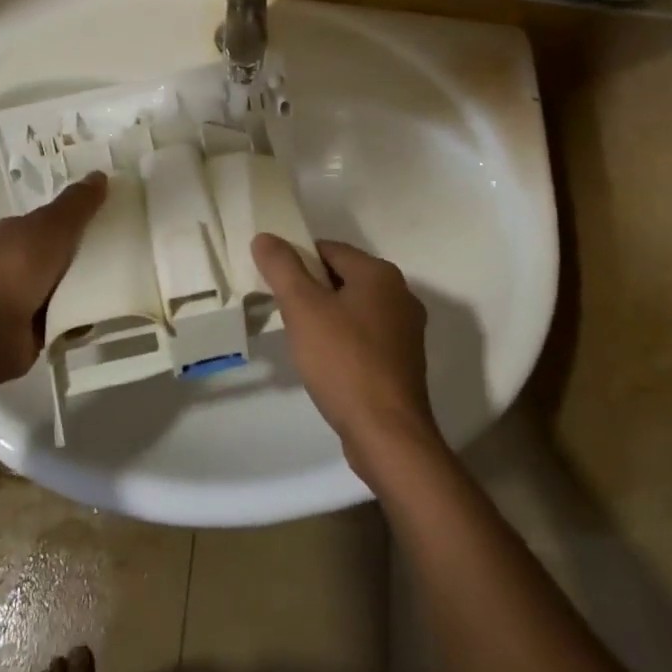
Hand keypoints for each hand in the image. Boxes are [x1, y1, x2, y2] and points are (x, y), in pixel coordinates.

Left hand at [0, 174, 107, 387]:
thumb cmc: (17, 270)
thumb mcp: (52, 227)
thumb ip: (77, 204)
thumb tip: (99, 174)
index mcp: (19, 231)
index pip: (56, 217)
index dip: (84, 214)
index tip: (116, 215)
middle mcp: (20, 260)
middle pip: (66, 250)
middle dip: (93, 251)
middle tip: (130, 249)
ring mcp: (26, 294)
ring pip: (70, 283)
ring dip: (92, 285)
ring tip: (127, 281)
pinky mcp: (35, 326)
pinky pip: (69, 314)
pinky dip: (84, 315)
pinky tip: (106, 312)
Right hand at [251, 235, 441, 484]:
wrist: (387, 433)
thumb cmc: (343, 361)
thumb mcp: (302, 308)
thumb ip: (282, 267)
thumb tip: (265, 237)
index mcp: (380, 274)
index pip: (329, 249)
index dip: (297, 259)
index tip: (274, 282)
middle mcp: (400, 294)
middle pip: (343, 277)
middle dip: (311, 289)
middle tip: (283, 311)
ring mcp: (406, 330)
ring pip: (354, 308)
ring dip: (327, 316)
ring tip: (301, 338)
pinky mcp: (404, 361)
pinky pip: (366, 336)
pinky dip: (344, 340)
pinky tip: (326, 362)